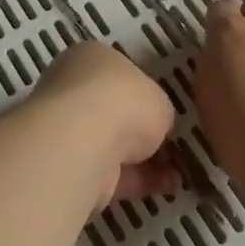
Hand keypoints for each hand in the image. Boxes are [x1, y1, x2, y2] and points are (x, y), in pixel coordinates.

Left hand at [34, 43, 179, 209]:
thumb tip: (159, 129)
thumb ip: (160, 112)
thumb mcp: (160, 99)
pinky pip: (109, 172)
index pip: (118, 74)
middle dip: (140, 132)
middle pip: (112, 111)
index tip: (163, 115)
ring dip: (142, 161)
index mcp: (92, 58)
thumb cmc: (123, 100)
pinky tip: (165, 188)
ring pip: (110, 144)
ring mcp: (67, 129)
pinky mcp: (69, 166)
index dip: (143, 95)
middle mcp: (74, 88)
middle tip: (170, 148)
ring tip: (176, 175)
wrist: (83, 141)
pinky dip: (136, 181)